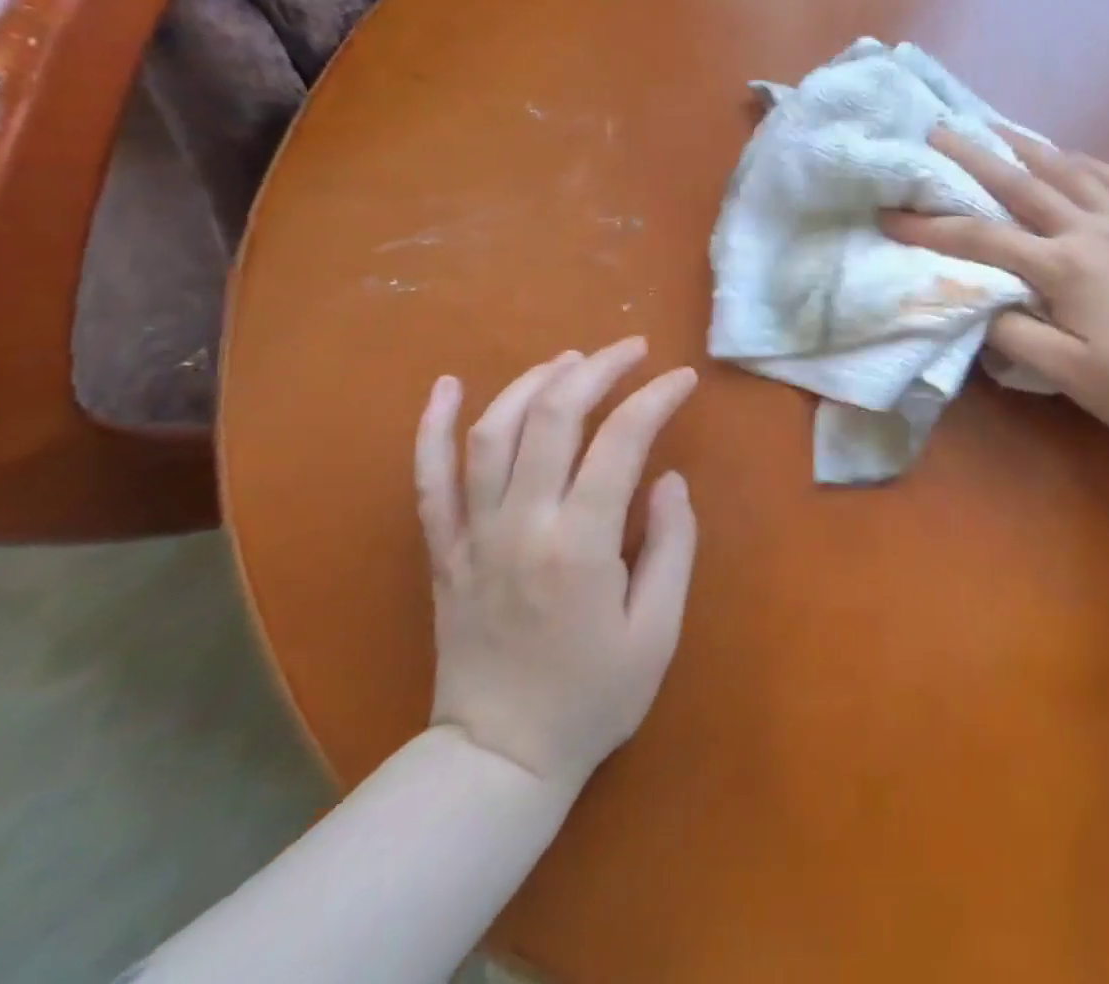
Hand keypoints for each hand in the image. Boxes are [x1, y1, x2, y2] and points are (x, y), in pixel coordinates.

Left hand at [413, 337, 698, 791]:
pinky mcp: (443, 550)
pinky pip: (426, 478)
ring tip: (571, 359)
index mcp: (579, 545)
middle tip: (633, 349)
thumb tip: (669, 481)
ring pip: (492, 432)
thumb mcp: (657, 632)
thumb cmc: (592, 698)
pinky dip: (431, 427)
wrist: (498, 759)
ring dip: (533, 381)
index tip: (682, 379)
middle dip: (598, 369)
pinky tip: (446, 385)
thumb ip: (671, 547)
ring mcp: (472, 534)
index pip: (621, 442)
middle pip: (553, 417)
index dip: (656, 398)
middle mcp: (521, 524)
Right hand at [884, 129, 1108, 440]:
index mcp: (1064, 266)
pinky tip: (1078, 159)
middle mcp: (1092, 230)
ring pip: (1072, 172)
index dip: (932, 228)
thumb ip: (1018, 336)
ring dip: (1031, 147)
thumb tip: (983, 307)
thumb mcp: (1069, 374)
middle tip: (940, 131)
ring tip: (1001, 128)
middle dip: (975, 158)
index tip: (892, 215)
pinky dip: (1092, 165)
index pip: (983, 240)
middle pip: (1023, 185)